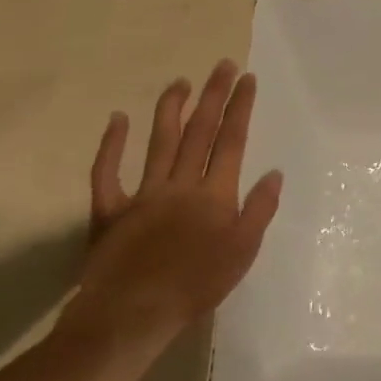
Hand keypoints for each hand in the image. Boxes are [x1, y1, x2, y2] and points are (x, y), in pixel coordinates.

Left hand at [59, 62, 282, 367]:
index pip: (231, 141)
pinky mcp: (110, 211)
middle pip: (199, 131)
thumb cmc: (195, 286)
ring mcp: (143, 194)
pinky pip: (107, 173)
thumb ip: (259, 210)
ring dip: (171, 109)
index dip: (240, 107)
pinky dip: (111, 145)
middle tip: (222, 65)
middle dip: (213, 95)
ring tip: (181, 82)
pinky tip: (118, 119)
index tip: (247, 79)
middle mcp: (180, 184)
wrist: (131, 316)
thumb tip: (274, 173)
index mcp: (214, 194)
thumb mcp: (243, 252)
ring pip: (159, 142)